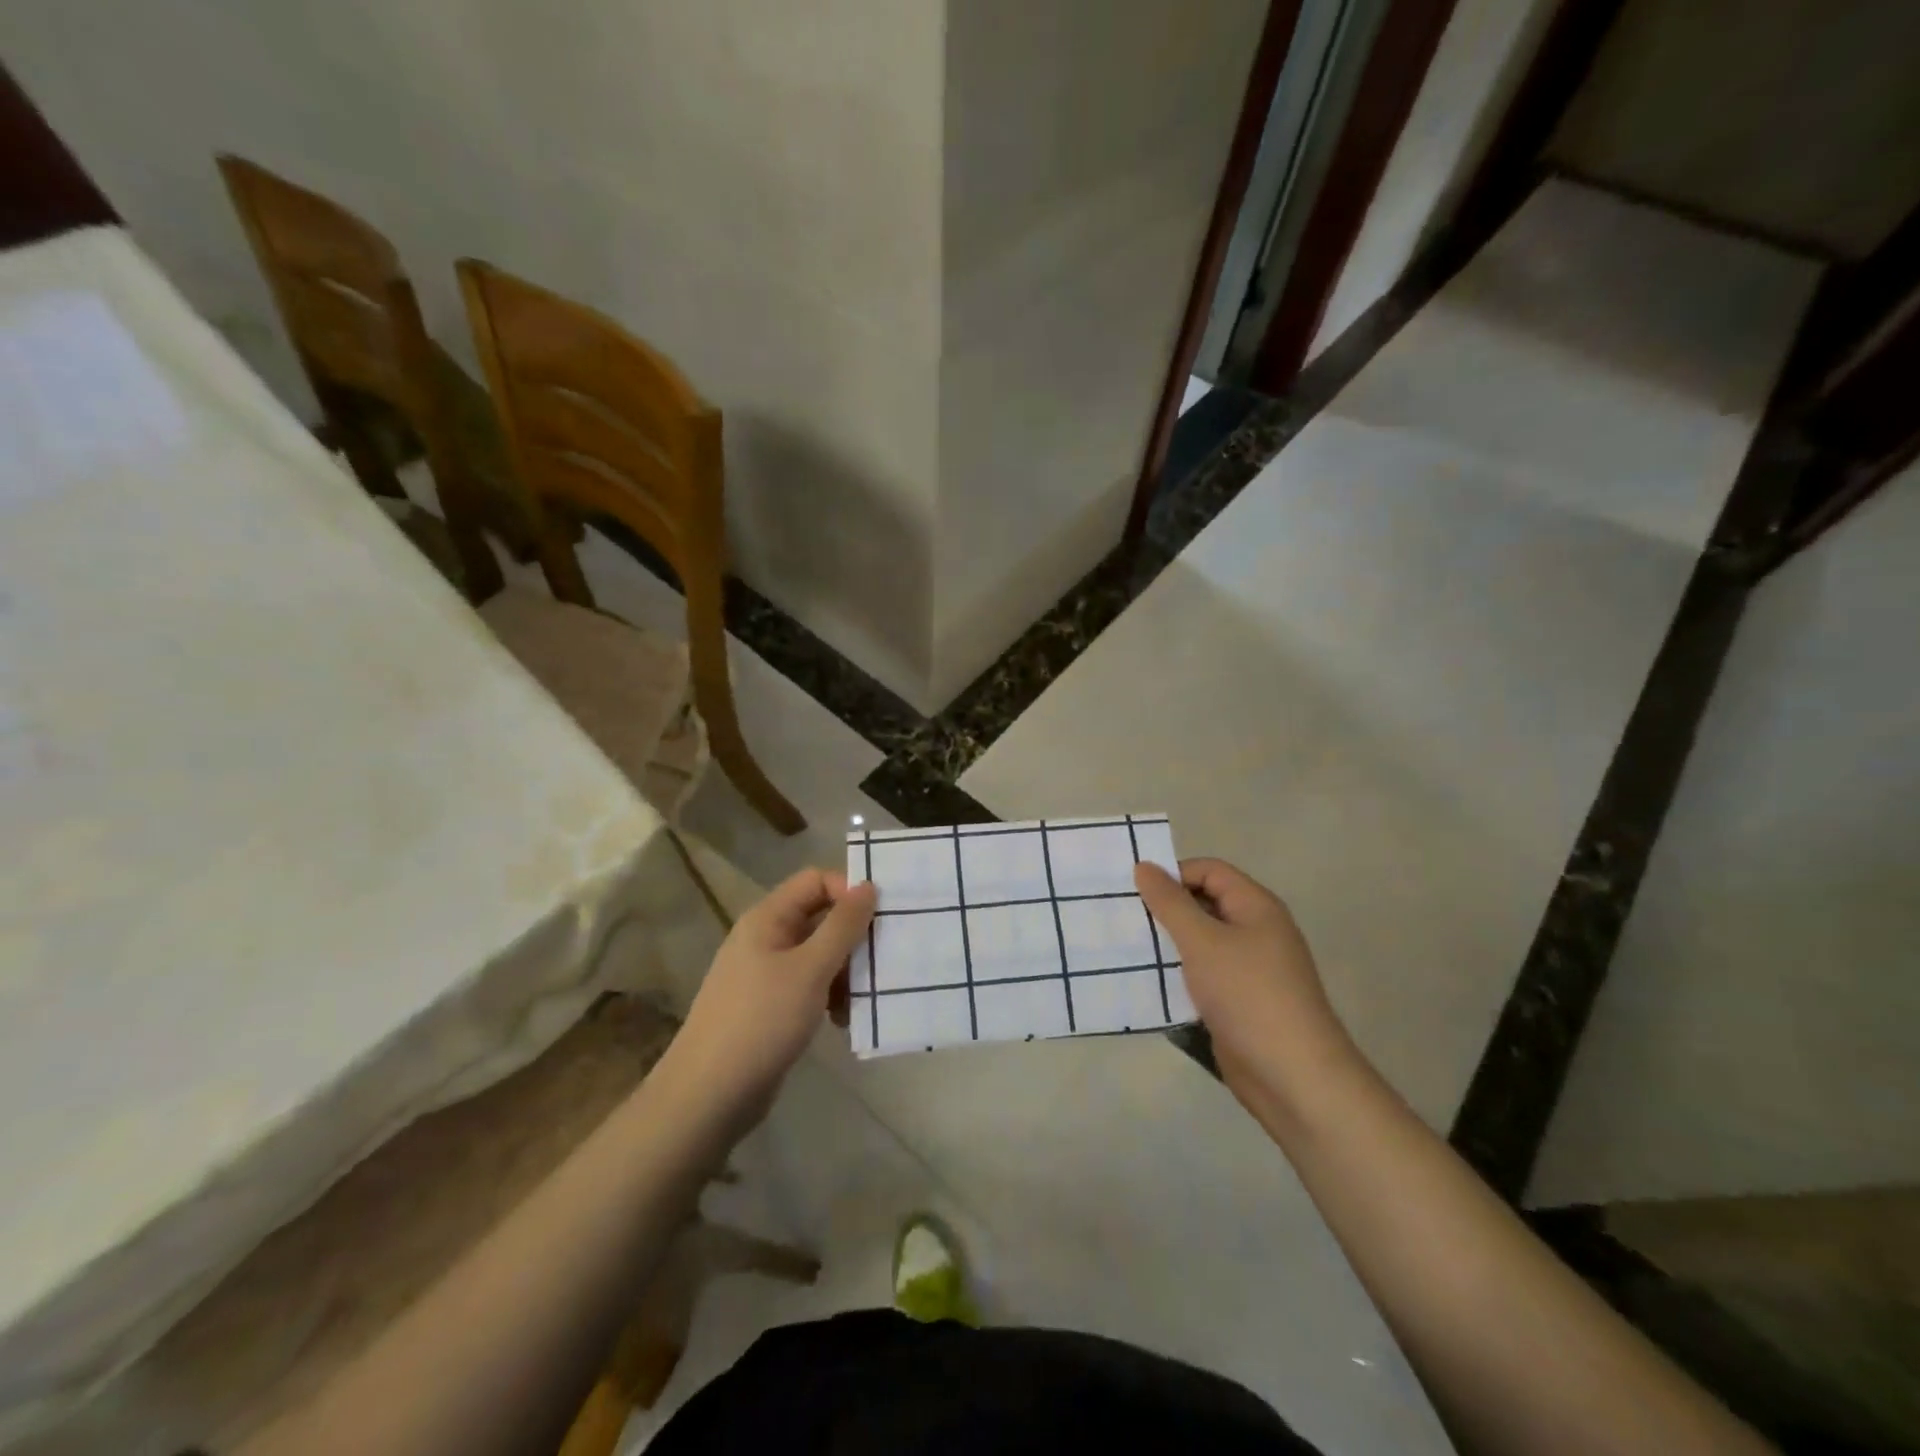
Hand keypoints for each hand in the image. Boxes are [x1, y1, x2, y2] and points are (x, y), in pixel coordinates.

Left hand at [668, 869, 875, 1128]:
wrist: (709, 1096)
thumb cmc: (761, 1021)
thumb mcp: (810, 969)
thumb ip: (842, 926)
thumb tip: (868, 885)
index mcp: (768, 918)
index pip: (816, 880)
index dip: (848, 891)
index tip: (879, 919)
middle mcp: (766, 938)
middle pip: (820, 917)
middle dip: (853, 937)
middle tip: (883, 960)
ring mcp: (767, 973)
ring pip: (819, 954)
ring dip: (846, 971)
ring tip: (862, 999)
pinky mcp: (772, 1006)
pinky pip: (810, 985)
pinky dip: (830, 996)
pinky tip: (842, 1021)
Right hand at [1134, 858, 1356, 1112]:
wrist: (1293, 1077)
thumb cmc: (1248, 995)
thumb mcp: (1203, 941)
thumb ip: (1170, 902)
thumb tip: (1145, 866)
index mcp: (1256, 907)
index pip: (1209, 871)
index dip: (1174, 874)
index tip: (1135, 892)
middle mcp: (1256, 931)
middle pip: (1205, 903)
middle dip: (1165, 908)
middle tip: (1123, 917)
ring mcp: (1249, 968)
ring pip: (1200, 942)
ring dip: (1168, 943)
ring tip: (1127, 947)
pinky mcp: (1239, 1001)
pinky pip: (1203, 974)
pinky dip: (1177, 974)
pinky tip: (1148, 983)